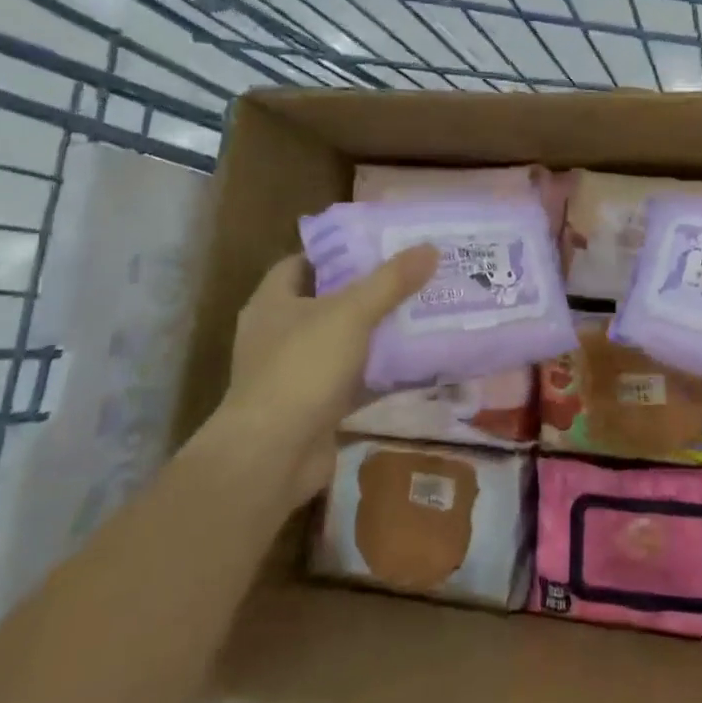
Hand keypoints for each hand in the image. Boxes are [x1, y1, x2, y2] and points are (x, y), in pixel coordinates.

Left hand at [222, 245, 438, 505]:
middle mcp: (278, 333)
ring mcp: (294, 373)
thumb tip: (429, 248)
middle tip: (411, 278)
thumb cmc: (302, 368)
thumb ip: (390, 281)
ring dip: (376, 333)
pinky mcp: (312, 407)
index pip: (303, 262)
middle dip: (368, 292)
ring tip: (421, 314)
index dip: (338, 252)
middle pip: (328, 301)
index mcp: (273, 301)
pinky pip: (351, 380)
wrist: (272, 457)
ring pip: (343, 342)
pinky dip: (378, 373)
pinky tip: (415, 365)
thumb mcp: (351, 314)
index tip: (379, 246)